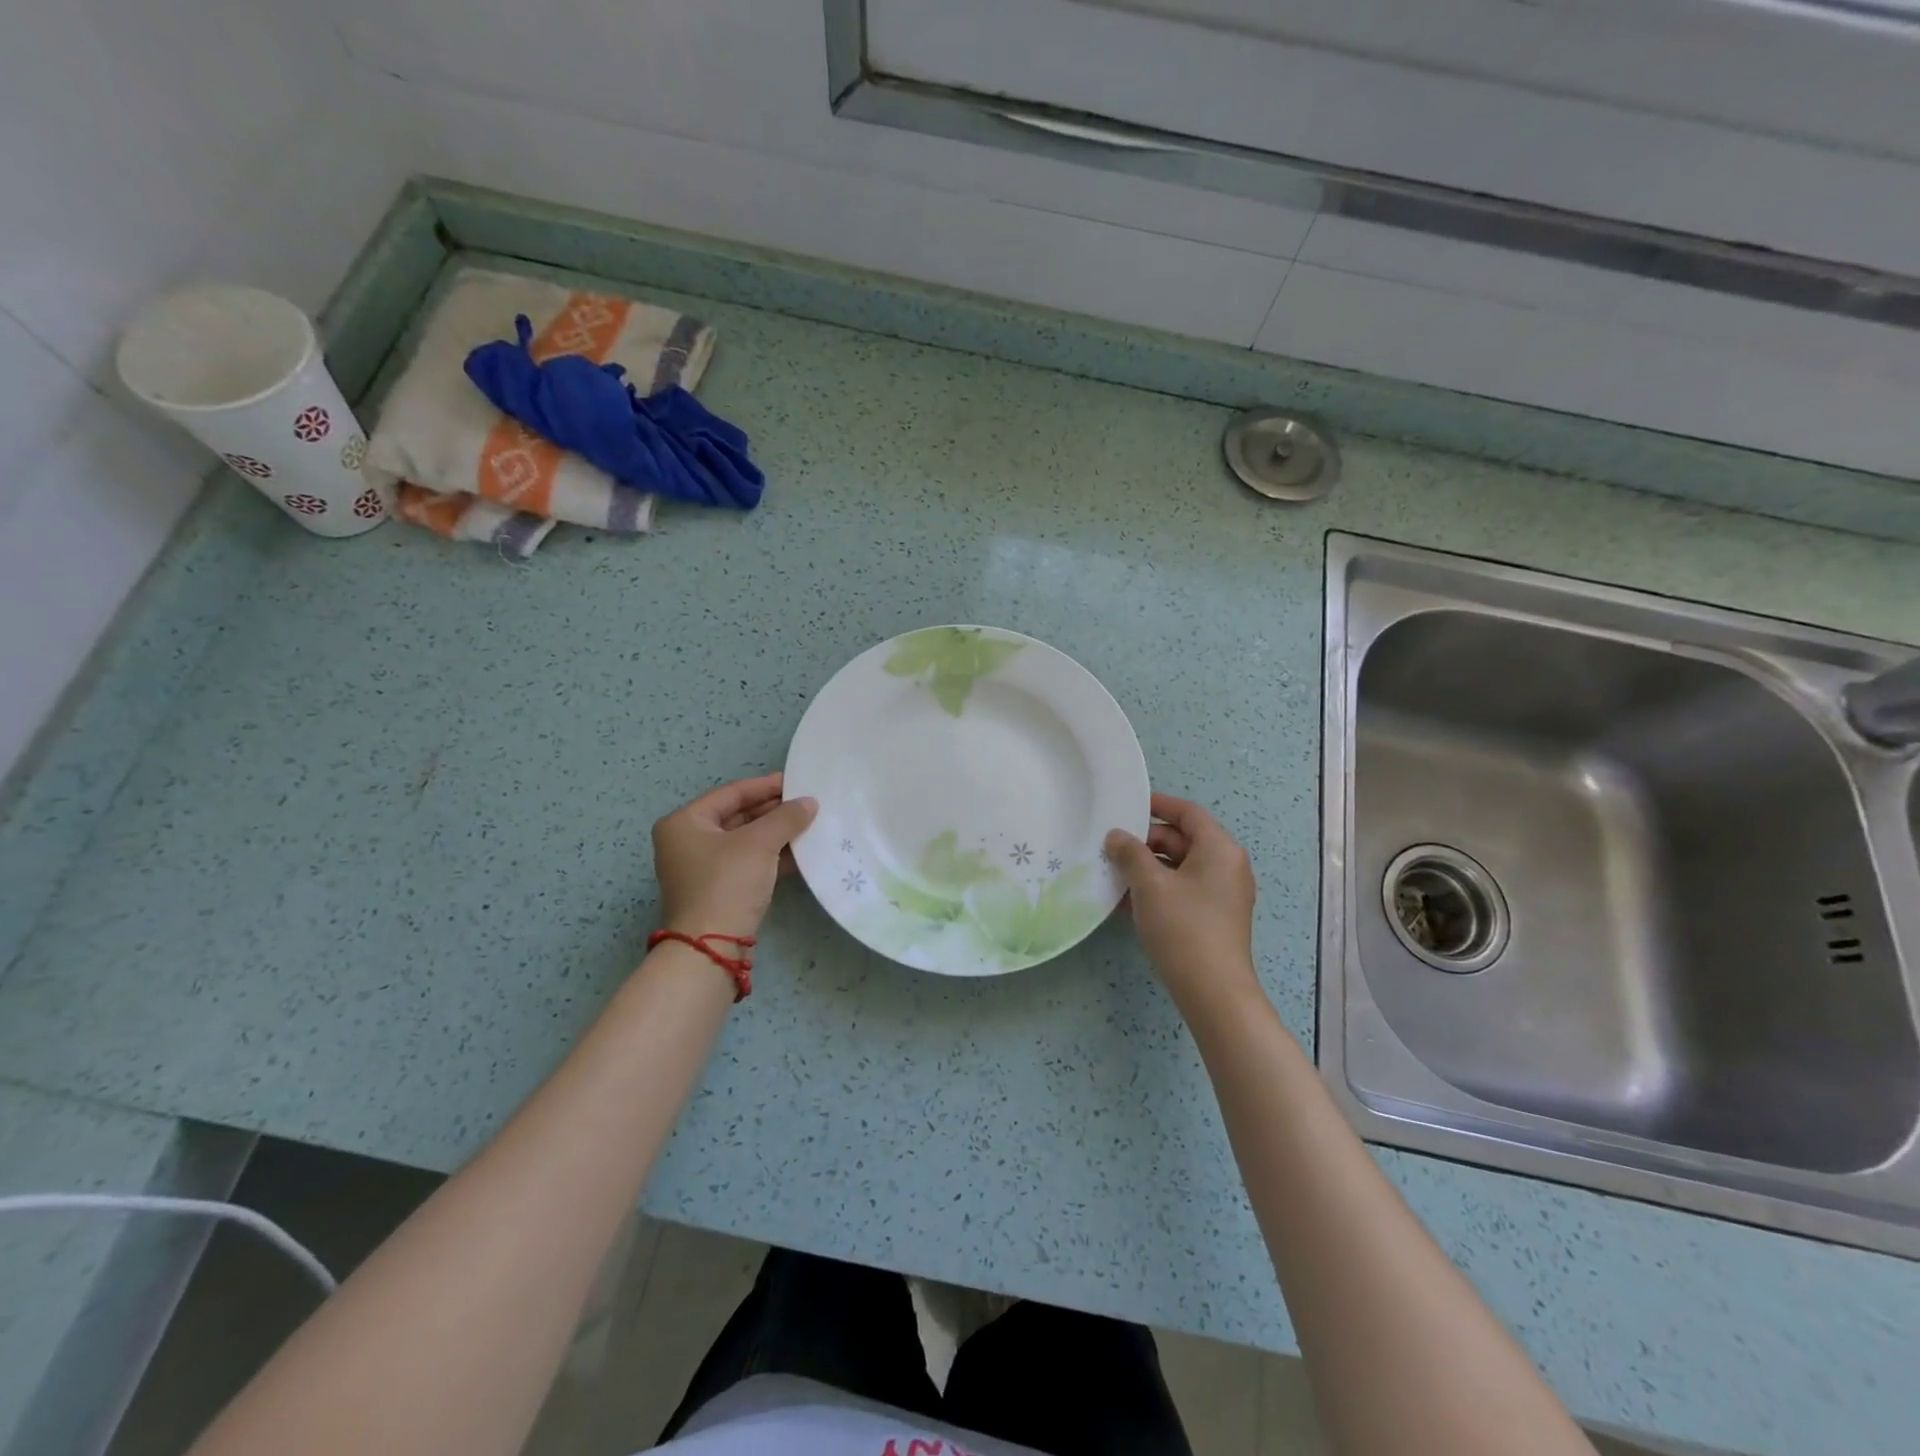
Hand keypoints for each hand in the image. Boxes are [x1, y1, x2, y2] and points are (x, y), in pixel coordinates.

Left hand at [653, 773, 817, 940]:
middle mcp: (687, 842)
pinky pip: (747, 863)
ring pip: (745, 841)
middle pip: (737, 816)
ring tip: (808, 825)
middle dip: (773, 811)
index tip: (797, 782)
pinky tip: (800, 853)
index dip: (766, 786)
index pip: (731, 793)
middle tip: (806, 804)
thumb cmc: (727, 883)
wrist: (711, 947)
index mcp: (685, 823)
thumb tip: (809, 802)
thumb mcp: (759, 844)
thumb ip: (786, 818)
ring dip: (775, 834)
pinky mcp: (718, 890)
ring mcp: (701, 868)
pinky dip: (771, 856)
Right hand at [1104, 793, 1259, 1009]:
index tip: (1127, 804)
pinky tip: (1127, 902)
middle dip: (1146, 842)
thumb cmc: (1183, 927)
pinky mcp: (1214, 917)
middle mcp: (1227, 866)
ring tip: (1113, 875)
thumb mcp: (1150, 885)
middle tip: (1111, 848)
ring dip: (1148, 868)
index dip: (1157, 805)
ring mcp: (1223, 893)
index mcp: (1219, 849)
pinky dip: (1158, 889)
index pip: (1187, 813)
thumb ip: (1130, 853)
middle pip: (1183, 840)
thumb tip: (1117, 836)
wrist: (1213, 991)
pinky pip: (1183, 890)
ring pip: (1180, 867)